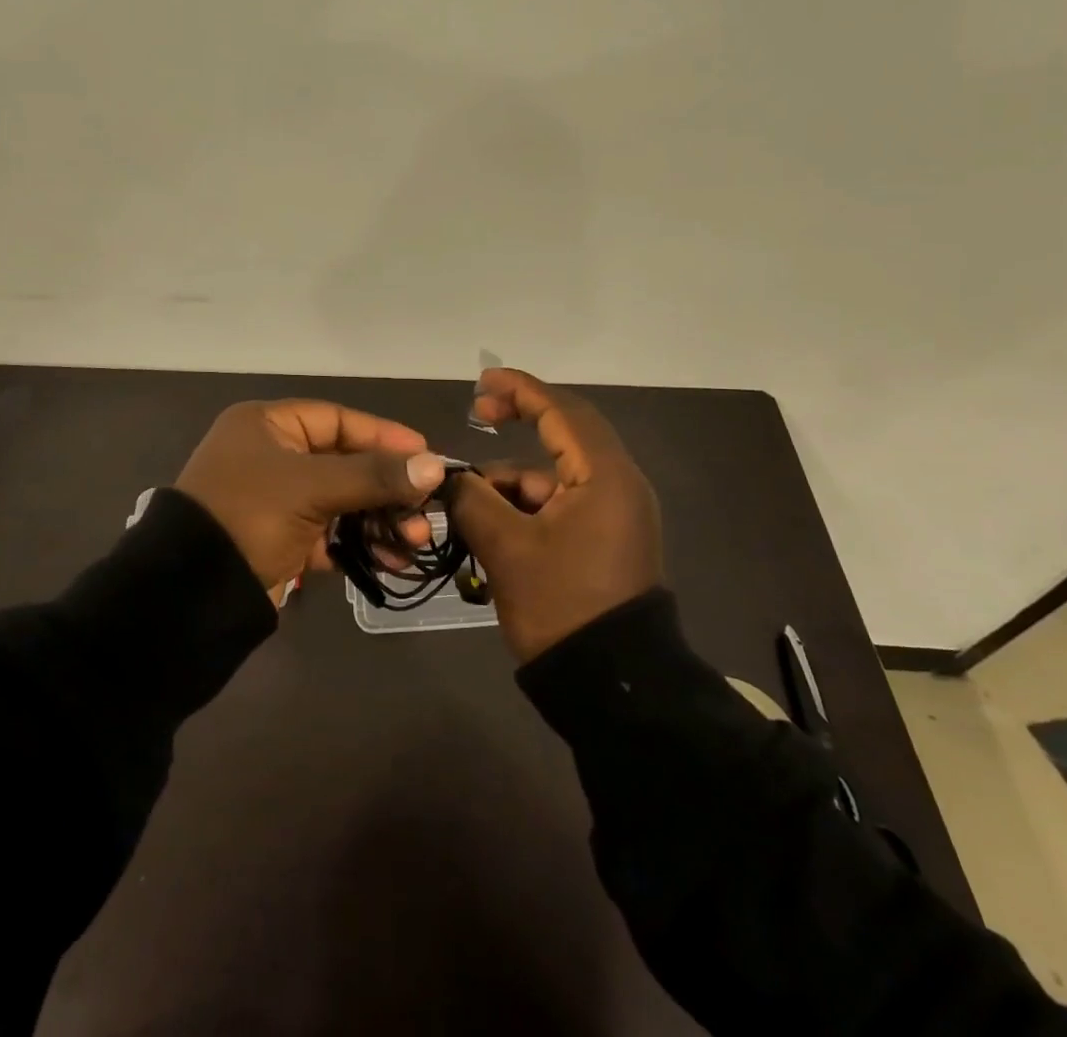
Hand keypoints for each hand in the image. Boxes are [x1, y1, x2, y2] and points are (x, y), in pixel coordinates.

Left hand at [176, 400, 446, 593]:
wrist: (191, 593)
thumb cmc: (249, 515)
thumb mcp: (311, 488)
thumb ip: (373, 476)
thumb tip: (433, 466)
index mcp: (267, 426)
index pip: (338, 420)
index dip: (383, 436)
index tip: (425, 454)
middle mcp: (272, 456)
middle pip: (345, 463)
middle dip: (387, 489)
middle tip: (424, 510)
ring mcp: (276, 499)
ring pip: (341, 501)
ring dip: (379, 520)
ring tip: (414, 541)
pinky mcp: (281, 538)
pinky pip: (329, 533)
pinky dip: (358, 545)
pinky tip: (391, 560)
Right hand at [444, 368, 664, 660]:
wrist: (612, 686)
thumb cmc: (561, 605)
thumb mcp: (505, 548)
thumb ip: (471, 498)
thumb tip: (448, 476)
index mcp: (604, 476)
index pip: (561, 411)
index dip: (520, 389)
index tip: (481, 382)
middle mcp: (618, 484)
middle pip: (563, 434)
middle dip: (518, 423)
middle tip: (478, 415)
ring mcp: (616, 513)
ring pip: (555, 475)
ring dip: (512, 481)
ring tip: (468, 507)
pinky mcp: (607, 538)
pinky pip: (561, 503)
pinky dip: (526, 506)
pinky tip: (492, 530)